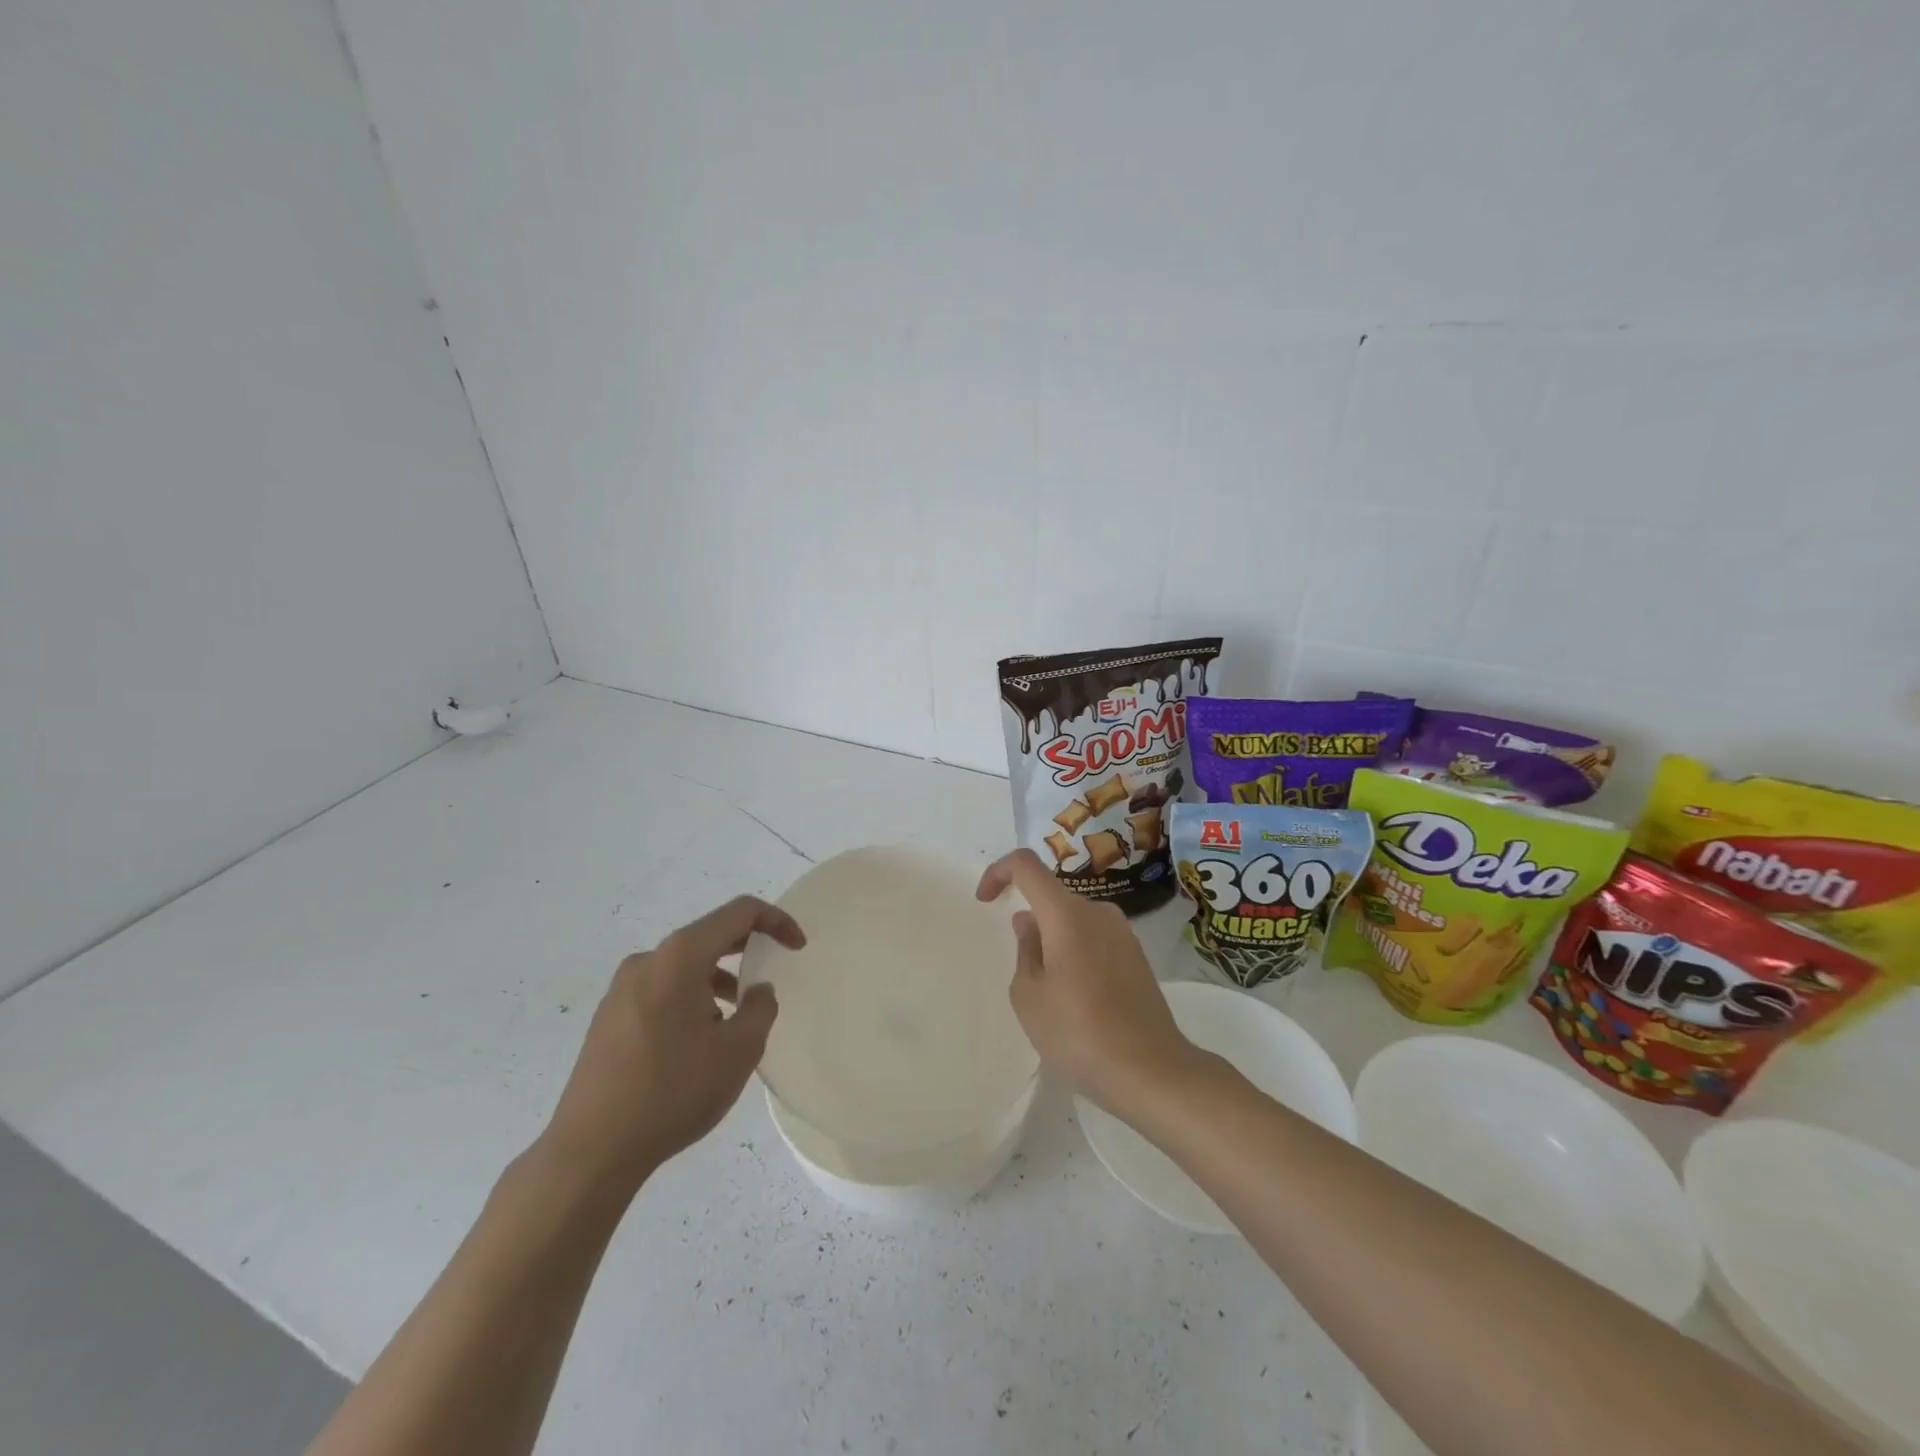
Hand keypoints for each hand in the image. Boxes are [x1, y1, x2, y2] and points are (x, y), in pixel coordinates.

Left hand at [540, 895, 804, 1193]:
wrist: (591, 1151)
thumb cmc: (674, 1091)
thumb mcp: (739, 1050)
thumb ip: (761, 1008)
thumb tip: (757, 991)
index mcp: (680, 956)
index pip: (739, 913)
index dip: (776, 921)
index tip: (798, 947)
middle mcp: (648, 961)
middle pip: (708, 936)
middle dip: (746, 950)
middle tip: (771, 972)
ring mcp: (621, 989)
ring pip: (684, 968)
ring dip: (716, 981)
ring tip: (734, 1023)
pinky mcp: (608, 1018)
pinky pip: (661, 991)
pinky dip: (690, 999)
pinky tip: (697, 1043)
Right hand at [976, 850, 1199, 1115]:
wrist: (1151, 1071)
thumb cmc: (1078, 1033)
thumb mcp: (1029, 996)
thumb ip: (1024, 950)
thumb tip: (1030, 923)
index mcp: (1067, 913)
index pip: (1026, 865)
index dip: (999, 872)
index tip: (986, 901)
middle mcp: (1099, 912)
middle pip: (1053, 897)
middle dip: (1030, 922)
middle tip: (1024, 974)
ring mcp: (1123, 934)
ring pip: (1075, 921)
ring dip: (1054, 942)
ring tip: (1051, 994)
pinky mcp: (1138, 958)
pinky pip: (1095, 940)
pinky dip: (1076, 955)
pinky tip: (1078, 1001)